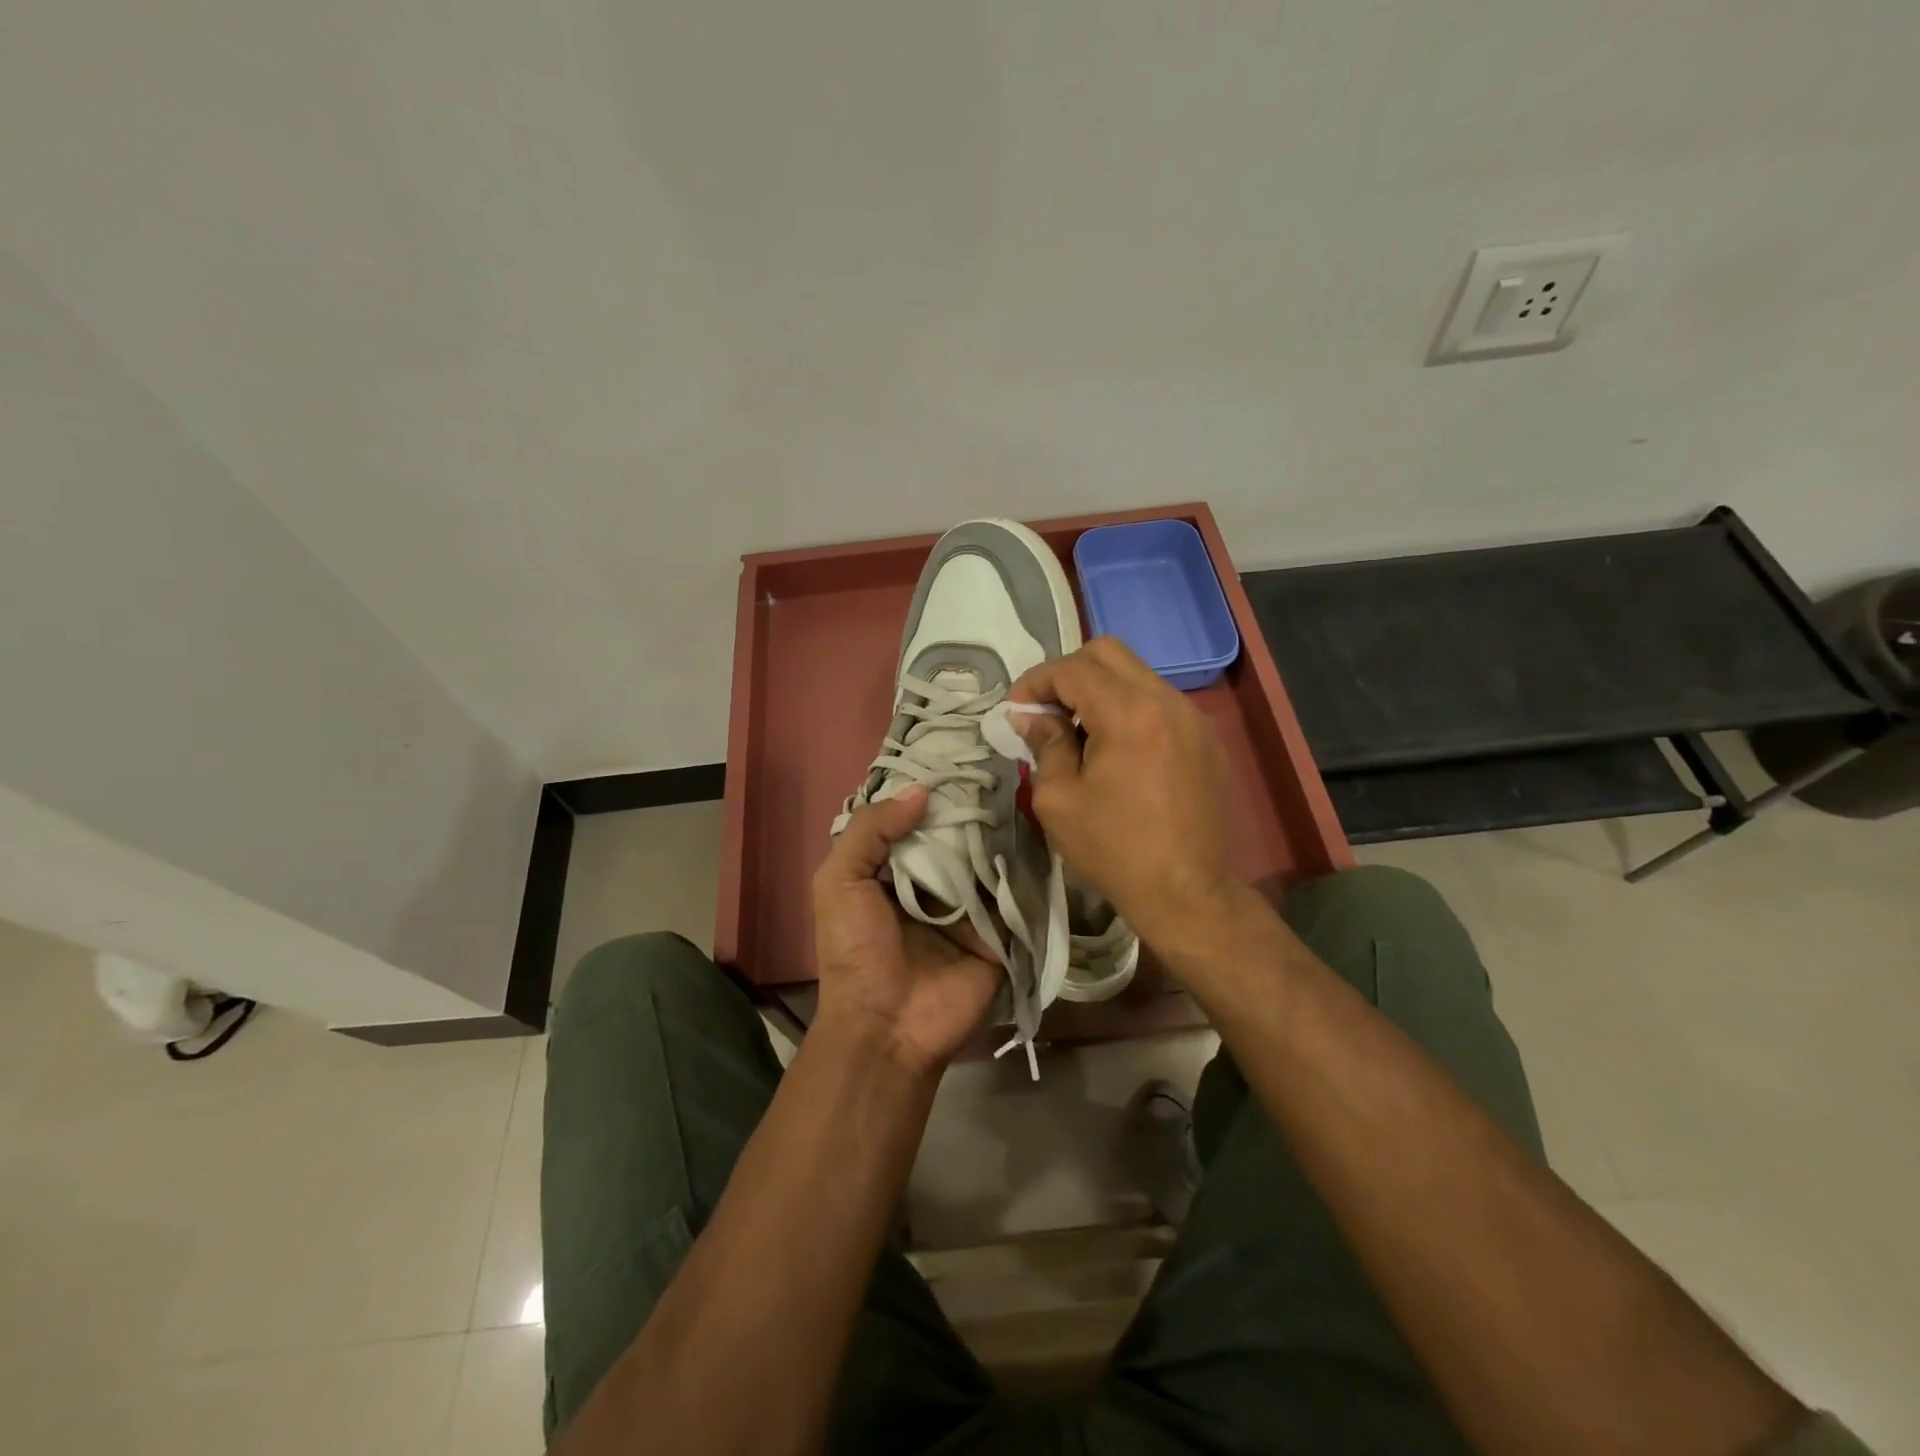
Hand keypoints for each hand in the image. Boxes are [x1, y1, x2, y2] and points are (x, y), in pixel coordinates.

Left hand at [811, 786, 1000, 1076]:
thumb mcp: (839, 882)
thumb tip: (921, 792)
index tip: (960, 759)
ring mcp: (967, 907)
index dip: (931, 793)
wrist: (887, 1026)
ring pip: (987, 860)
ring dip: (1001, 834)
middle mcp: (932, 883)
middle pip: (955, 837)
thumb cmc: (855, 951)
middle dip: (972, 810)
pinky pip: (1011, 895)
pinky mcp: (997, 932)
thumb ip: (870, 832)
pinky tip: (1039, 836)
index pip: (914, 821)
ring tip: (1026, 793)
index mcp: (892, 870)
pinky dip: (1022, 871)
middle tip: (1004, 770)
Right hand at [1010, 637, 1237, 949]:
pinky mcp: (1206, 739)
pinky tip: (1116, 750)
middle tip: (1046, 711)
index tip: (1015, 709)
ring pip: (1136, 675)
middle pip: (1108, 653)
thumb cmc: (1114, 850)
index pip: (1073, 669)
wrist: (1188, 893)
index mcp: (1129, 714)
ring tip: (1078, 733)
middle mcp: (1167, 701)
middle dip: (1068, 673)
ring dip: (1100, 691)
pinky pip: (1159, 702)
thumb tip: (1029, 716)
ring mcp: (1193, 718)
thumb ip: (1044, 744)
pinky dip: (1128, 709)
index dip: (1035, 681)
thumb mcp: (1058, 799)